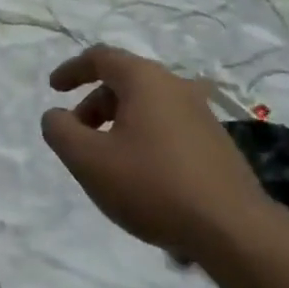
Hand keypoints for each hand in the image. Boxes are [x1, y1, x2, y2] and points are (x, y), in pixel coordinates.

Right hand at [41, 47, 275, 258]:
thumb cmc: (153, 185)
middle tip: (78, 136)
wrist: (234, 230)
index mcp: (144, 79)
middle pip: (124, 82)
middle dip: (94, 105)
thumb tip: (56, 115)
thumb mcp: (89, 161)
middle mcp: (175, 85)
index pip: (100, 57)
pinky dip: (145, 138)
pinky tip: (143, 177)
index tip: (54, 89)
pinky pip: (169, 127)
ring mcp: (201, 113)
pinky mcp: (217, 142)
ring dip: (119, 124)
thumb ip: (61, 131)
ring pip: (148, 106)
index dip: (72, 70)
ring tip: (108, 162)